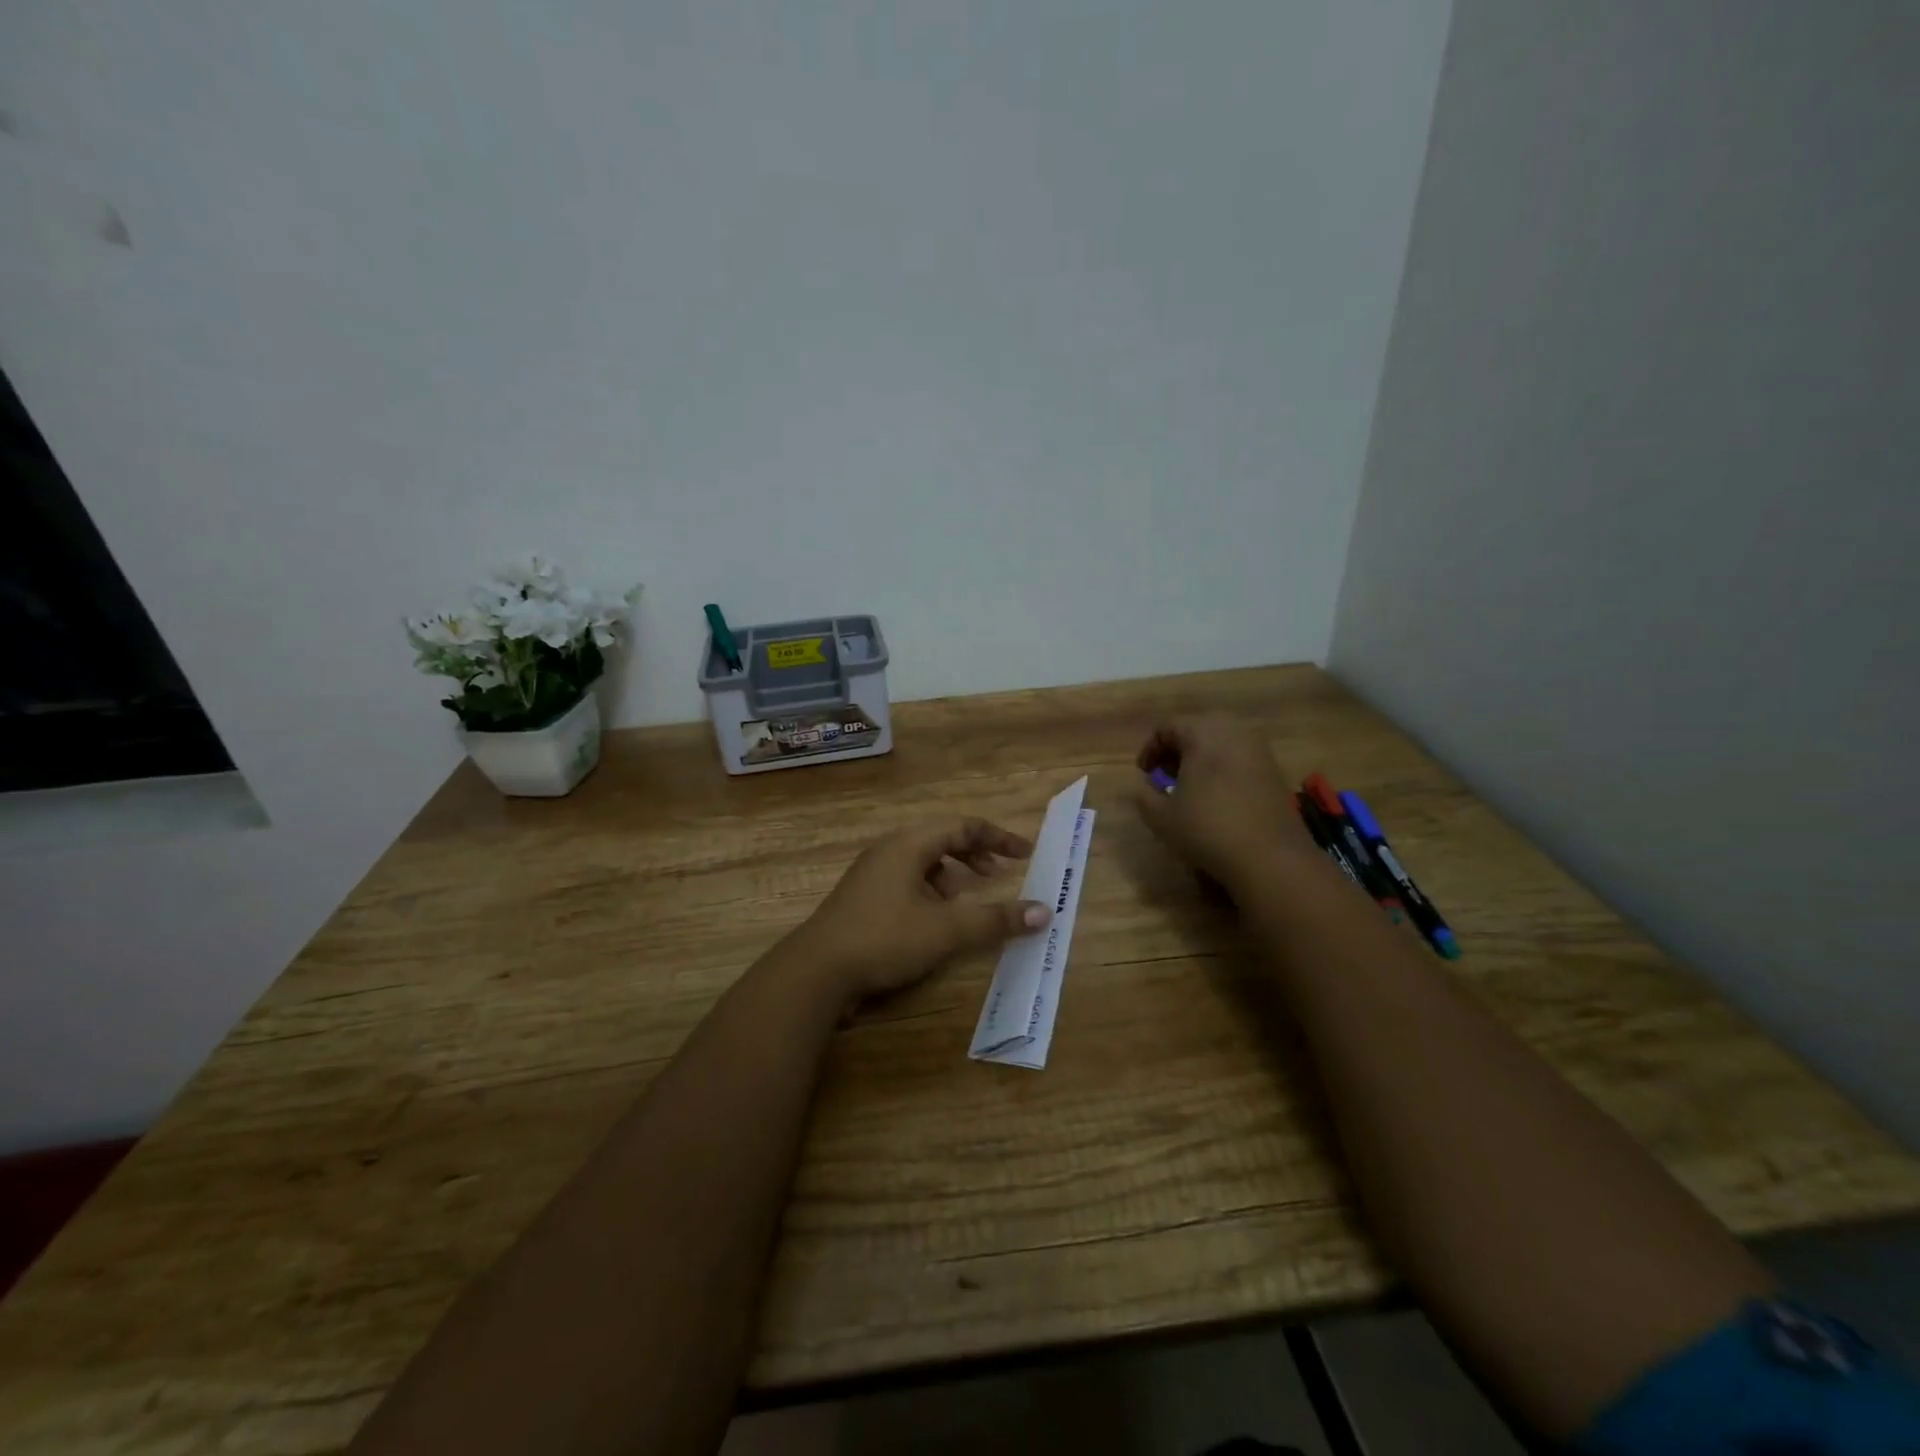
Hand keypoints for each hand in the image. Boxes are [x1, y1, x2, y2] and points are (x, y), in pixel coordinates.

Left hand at [785, 818, 1051, 1002]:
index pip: (963, 826)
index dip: (998, 837)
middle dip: (974, 853)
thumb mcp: (946, 930)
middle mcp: (889, 850)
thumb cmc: (884, 939)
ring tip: (967, 898)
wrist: (816, 971)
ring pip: (922, 860)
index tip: (1025, 853)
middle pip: (941, 839)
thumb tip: (1044, 911)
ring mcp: (871, 873)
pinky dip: (930, 890)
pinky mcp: (862, 897)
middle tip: (998, 873)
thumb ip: (996, 920)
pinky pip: (906, 879)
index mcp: (909, 845)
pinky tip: (933, 918)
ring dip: (951, 874)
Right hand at [1132, 715, 1317, 892]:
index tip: (1144, 774)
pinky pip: (1240, 755)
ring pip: (1221, 740)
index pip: (1167, 727)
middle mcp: (1232, 731)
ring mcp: (1258, 748)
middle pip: (1197, 726)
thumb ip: (1144, 795)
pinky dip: (1223, 766)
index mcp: (1202, 733)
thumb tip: (1145, 787)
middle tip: (1166, 774)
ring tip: (1191, 785)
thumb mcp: (1160, 817)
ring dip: (1202, 756)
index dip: (1150, 749)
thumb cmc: (1208, 829)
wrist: (1270, 856)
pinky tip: (1218, 795)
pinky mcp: (1274, 768)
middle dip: (1177, 747)